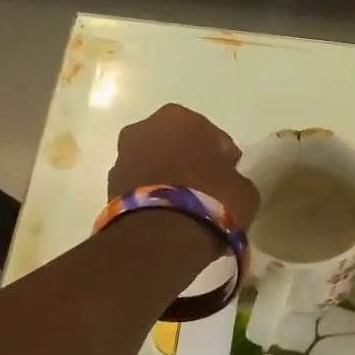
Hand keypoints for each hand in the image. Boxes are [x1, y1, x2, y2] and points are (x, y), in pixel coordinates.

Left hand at [108, 105, 259, 230]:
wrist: (161, 236)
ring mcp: (123, 155)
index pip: (212, 135)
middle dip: (188, 160)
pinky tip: (167, 213)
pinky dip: (152, 193)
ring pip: (154, 162)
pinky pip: (141, 184)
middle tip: (205, 187)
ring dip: (167, 176)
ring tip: (185, 205)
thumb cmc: (212, 200)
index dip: (222, 156)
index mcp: (181, 117)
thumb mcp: (244, 189)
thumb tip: (227, 181)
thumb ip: (235, 177)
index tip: (229, 176)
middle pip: (176, 143)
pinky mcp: (110, 185)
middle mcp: (146, 128)